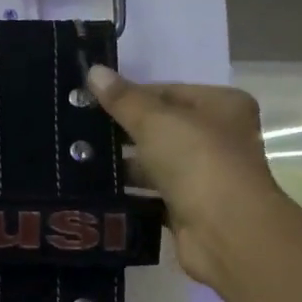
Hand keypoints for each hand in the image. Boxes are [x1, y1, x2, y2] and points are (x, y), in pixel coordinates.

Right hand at [86, 65, 280, 290]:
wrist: (225, 231)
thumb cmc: (198, 162)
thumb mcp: (156, 122)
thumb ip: (123, 100)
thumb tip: (94, 70)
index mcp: (221, 106)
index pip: (167, 92)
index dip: (129, 95)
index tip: (89, 101)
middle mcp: (218, 138)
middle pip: (160, 128)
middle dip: (121, 131)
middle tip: (76, 130)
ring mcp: (203, 176)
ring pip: (154, 163)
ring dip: (122, 164)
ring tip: (77, 159)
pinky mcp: (188, 209)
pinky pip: (150, 194)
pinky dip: (128, 193)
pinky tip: (94, 189)